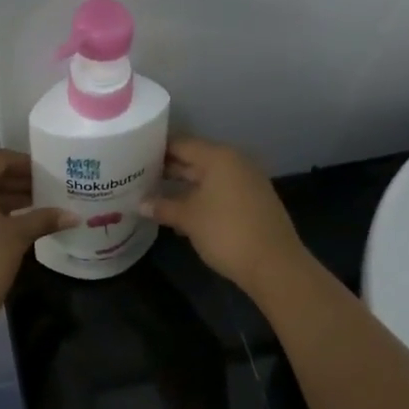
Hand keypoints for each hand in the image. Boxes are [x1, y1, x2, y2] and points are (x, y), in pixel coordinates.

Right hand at [142, 137, 308, 294]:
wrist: (274, 264)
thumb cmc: (226, 232)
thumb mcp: (189, 219)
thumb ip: (163, 207)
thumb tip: (140, 203)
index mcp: (219, 157)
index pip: (181, 144)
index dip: (156, 149)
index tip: (133, 155)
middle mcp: (234, 162)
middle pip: (195, 159)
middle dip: (168, 168)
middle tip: (138, 175)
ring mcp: (246, 181)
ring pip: (207, 177)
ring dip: (183, 185)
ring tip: (153, 193)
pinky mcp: (252, 201)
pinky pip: (220, 191)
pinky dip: (200, 197)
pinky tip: (181, 211)